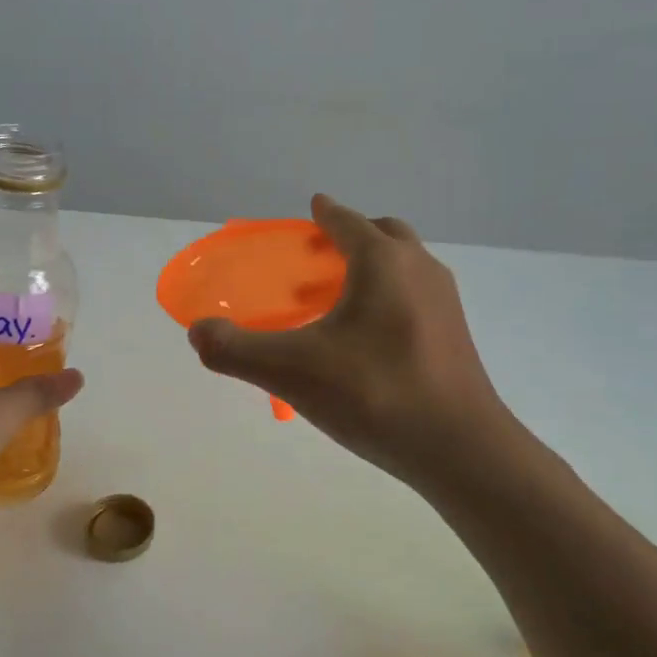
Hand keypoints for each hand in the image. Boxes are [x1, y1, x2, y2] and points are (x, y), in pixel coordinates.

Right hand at [187, 195, 511, 486]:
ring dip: (372, 270)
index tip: (312, 208)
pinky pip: (415, 298)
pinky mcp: (455, 335)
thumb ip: (237, 350)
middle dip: (352, 238)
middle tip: (319, 259)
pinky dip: (389, 299)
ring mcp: (444, 303)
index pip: (347, 222)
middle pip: (384, 236)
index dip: (325, 214)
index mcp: (383, 262)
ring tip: (336, 302)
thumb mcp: (292, 371)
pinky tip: (366, 342)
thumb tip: (197, 332)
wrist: (459, 448)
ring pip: (404, 268)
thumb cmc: (375, 393)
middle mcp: (419, 269)